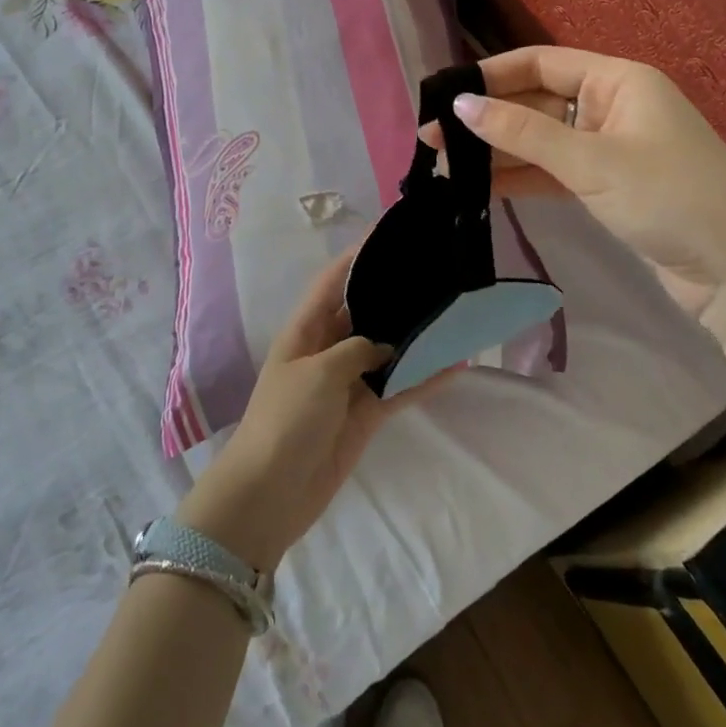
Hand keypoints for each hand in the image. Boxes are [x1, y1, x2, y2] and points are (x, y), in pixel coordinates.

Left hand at [177, 252, 457, 571]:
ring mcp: (347, 383)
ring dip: (414, 337)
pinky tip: (454, 366)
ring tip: (451, 313)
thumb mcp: (318, 372)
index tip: (388, 232)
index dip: (357, 255)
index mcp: (305, 330)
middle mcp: (327, 349)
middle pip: (364, 312)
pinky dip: (422, 379)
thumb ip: (356, 349)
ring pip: (386, 350)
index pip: (332, 281)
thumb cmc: (286, 420)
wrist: (271, 493)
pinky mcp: (363, 414)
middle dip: (392, 294)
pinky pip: (397, 389)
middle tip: (433, 272)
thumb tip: (384, 345)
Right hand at [442, 46, 725, 314]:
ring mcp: (610, 149)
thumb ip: (523, 133)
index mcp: (619, 81)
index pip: (542, 62)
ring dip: (498, 152)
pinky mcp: (608, 188)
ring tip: (445, 167)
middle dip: (488, 119)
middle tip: (432, 139)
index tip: (444, 94)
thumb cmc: (671, 197)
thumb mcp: (592, 161)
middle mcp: (612, 107)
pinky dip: (520, 178)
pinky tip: (480, 189)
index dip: (491, 75)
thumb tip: (460, 105)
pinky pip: (553, 172)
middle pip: (537, 102)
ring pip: (541, 141)